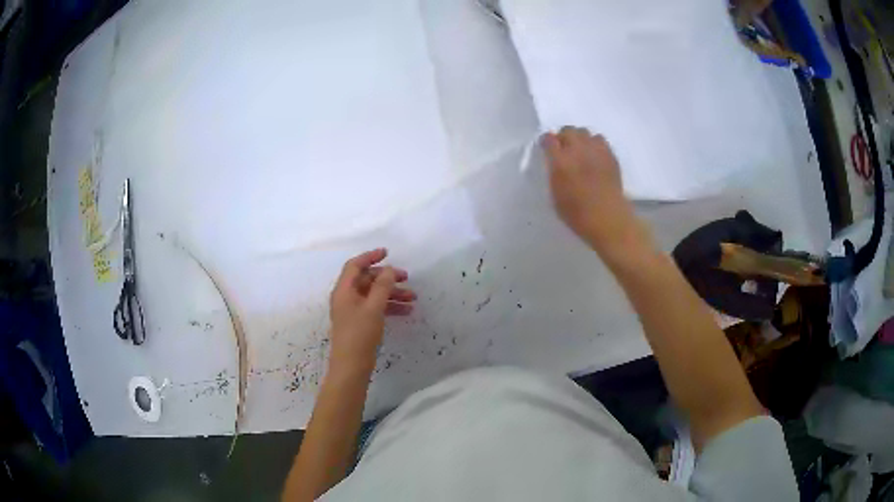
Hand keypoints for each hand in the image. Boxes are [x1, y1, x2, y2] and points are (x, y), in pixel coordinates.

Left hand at [328, 248, 415, 373]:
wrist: (351, 366)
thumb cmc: (360, 334)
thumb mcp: (373, 308)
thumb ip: (382, 286)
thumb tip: (389, 269)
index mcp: (344, 290)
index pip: (355, 266)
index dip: (370, 257)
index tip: (388, 253)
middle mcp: (346, 297)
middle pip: (367, 280)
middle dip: (387, 278)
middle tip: (407, 278)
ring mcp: (353, 311)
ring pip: (374, 295)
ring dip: (392, 294)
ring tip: (413, 298)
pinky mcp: (360, 323)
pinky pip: (375, 308)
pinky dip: (389, 307)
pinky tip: (406, 311)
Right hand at [542, 127, 638, 254]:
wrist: (608, 219)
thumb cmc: (577, 214)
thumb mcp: (555, 195)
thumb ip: (554, 174)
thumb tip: (555, 162)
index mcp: (561, 162)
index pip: (549, 140)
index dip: (546, 142)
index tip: (546, 148)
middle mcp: (578, 151)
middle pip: (568, 131)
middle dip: (563, 137)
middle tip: (563, 149)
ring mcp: (596, 151)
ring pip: (585, 132)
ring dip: (580, 139)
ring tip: (580, 151)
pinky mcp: (610, 156)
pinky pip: (600, 140)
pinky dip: (594, 144)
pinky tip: (594, 156)